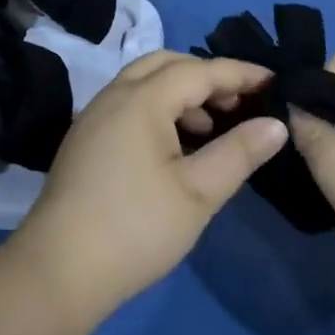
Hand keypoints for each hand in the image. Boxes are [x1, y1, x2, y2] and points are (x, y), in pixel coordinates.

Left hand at [12, 52, 286, 324]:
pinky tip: (176, 147)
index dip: (240, 73)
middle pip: (166, 65)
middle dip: (207, 76)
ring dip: (181, 94)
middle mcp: (114, 95)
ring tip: (212, 128)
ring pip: (144, 84)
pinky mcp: (85, 140)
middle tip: (240, 103)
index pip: (199, 70)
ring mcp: (94, 117)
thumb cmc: (136, 227)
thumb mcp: (198, 192)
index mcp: (141, 99)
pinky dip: (159, 110)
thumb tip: (276, 124)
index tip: (275, 81)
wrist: (59, 270)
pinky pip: (129, 104)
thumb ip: (239, 152)